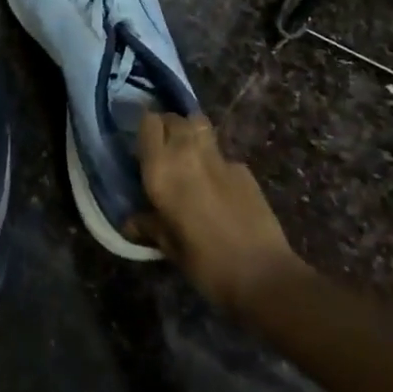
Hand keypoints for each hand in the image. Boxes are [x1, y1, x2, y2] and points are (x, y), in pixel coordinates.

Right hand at [130, 111, 304, 314]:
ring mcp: (218, 157)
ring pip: (199, 125)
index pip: (149, 123)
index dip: (145, 129)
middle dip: (167, 128)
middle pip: (174, 118)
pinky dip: (214, 160)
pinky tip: (217, 185)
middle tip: (163, 151)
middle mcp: (187, 153)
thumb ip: (149, 226)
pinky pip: (221, 153)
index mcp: (161, 169)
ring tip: (188, 156)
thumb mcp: (169, 247)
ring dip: (190, 134)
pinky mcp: (242, 168)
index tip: (141, 145)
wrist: (262, 273)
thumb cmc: (205, 263)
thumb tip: (130, 222)